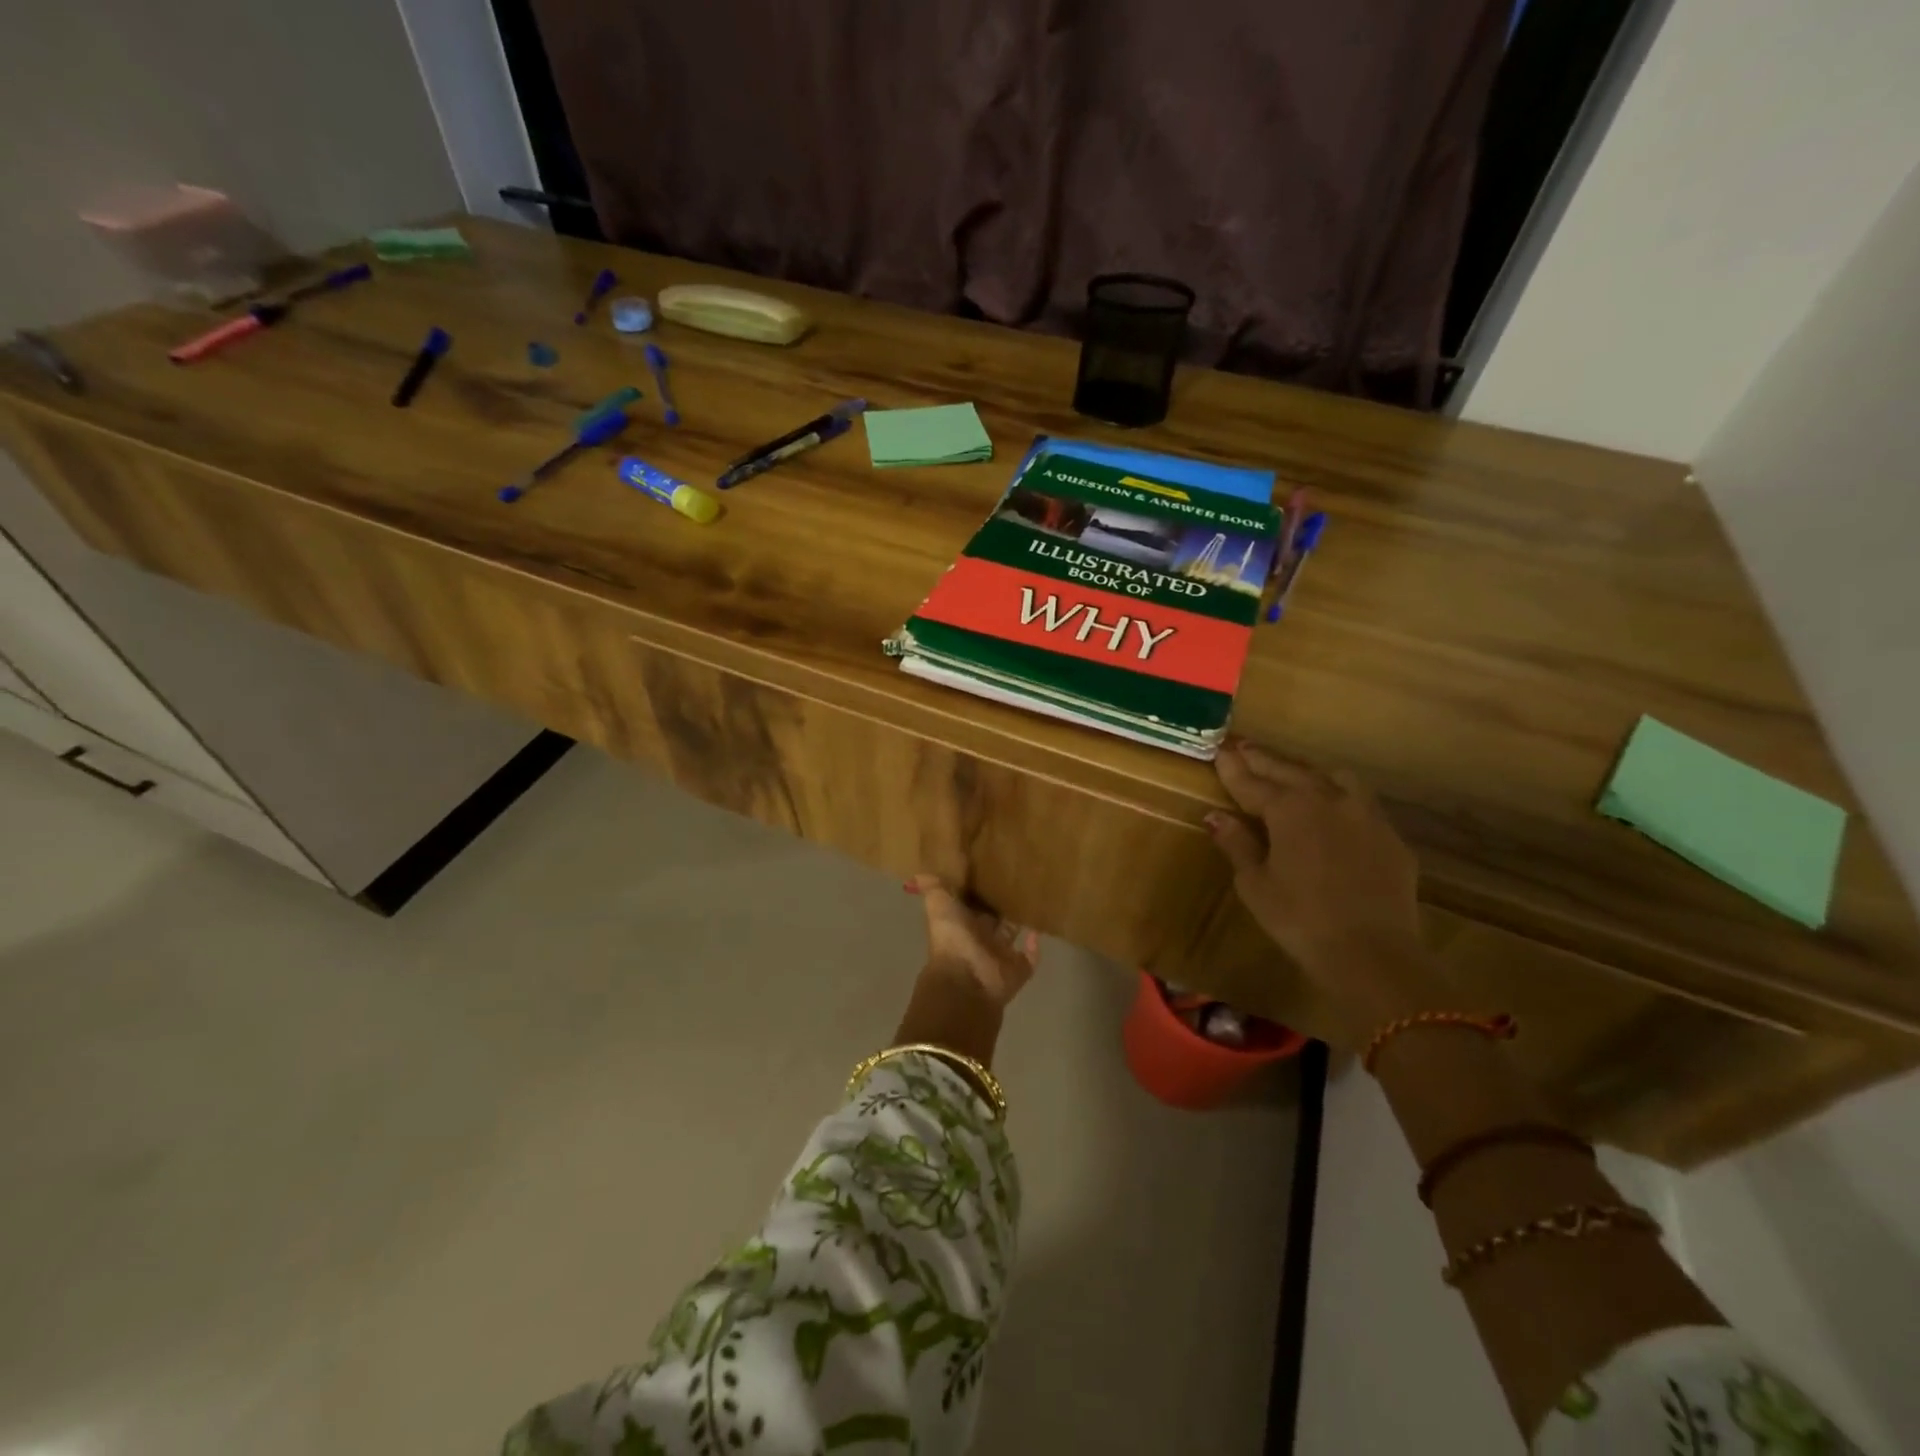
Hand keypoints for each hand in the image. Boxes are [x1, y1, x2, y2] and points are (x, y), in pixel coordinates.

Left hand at [910, 874, 1039, 1010]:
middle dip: (1001, 903)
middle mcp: (979, 938)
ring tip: (1034, 896)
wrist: (967, 980)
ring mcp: (998, 956)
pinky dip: (1034, 946)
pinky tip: (1039, 928)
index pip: (970, 903)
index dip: (977, 889)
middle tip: (1018, 878)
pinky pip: (1029, 958)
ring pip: (1011, 934)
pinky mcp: (1017, 970)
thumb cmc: (952, 939)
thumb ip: (933, 888)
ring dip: (1019, 920)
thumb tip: (918, 872)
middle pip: (992, 918)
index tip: (989, 866)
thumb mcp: (938, 905)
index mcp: (960, 923)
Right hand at [1205, 741, 1434, 1026]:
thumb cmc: (1299, 918)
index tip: (1219, 751)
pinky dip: (1339, 797)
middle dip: (1264, 760)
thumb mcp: (1255, 884)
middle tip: (1244, 747)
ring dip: (1307, 772)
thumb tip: (1216, 816)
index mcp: (1289, 809)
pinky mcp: (1390, 837)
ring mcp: (1365, 815)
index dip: (1233, 768)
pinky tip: (1334, 810)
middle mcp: (1328, 799)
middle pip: (1290, 772)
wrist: (1372, 952)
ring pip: (1333, 778)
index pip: (1252, 782)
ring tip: (1292, 773)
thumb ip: (1237, 844)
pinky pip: (1360, 803)